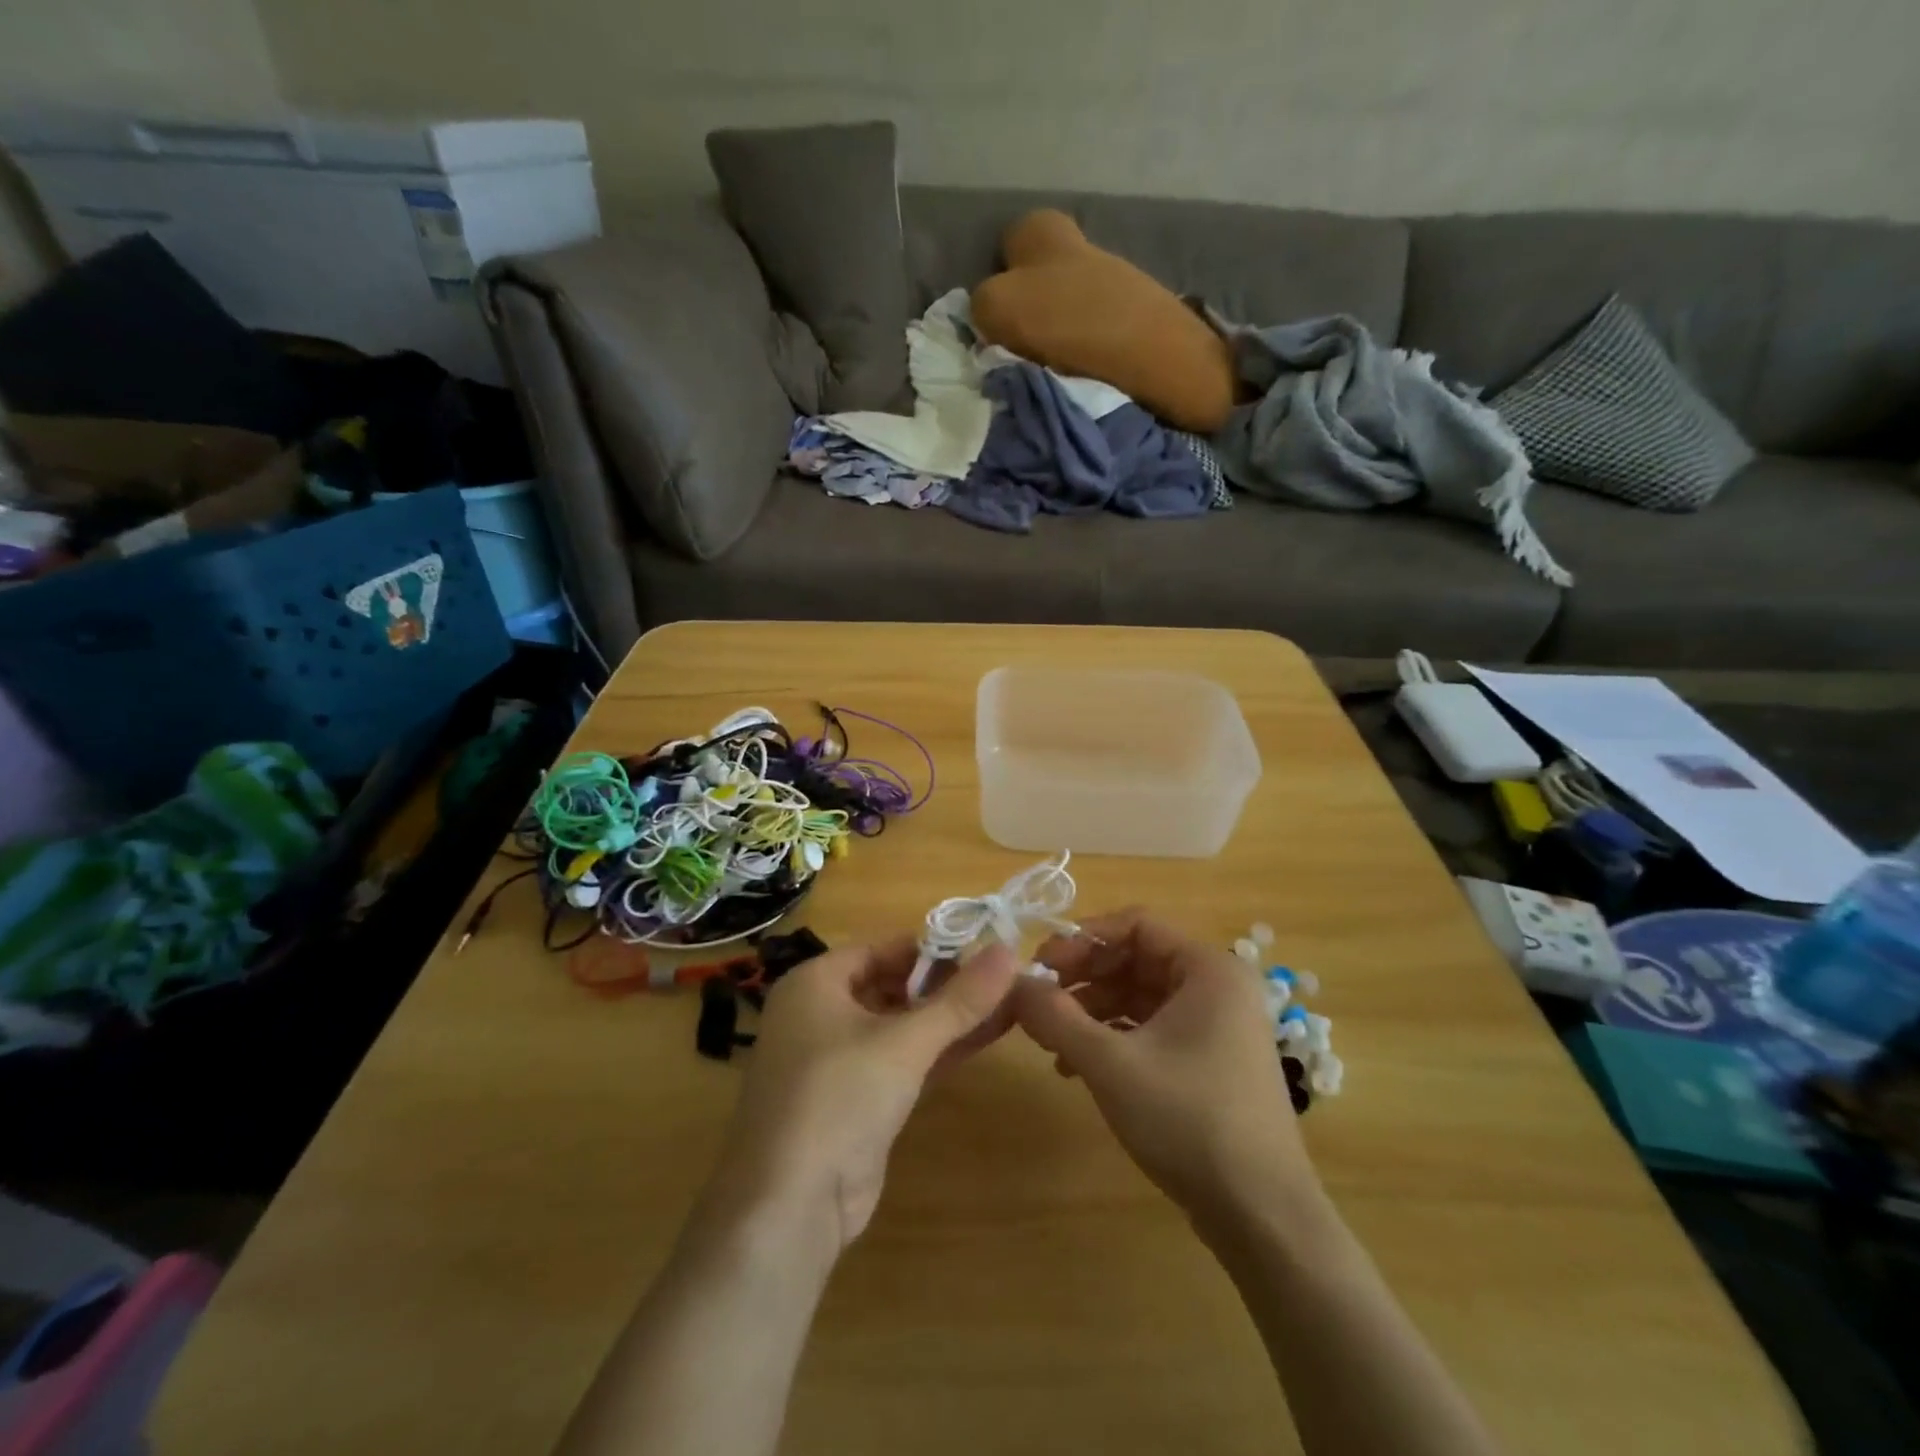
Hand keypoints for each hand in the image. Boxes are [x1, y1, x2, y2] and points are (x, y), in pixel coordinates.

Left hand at [706, 939, 1019, 1252]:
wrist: (788, 1209)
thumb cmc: (839, 1099)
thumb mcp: (905, 1043)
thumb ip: (960, 999)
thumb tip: (1010, 950)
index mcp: (815, 982)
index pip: (882, 948)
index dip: (932, 948)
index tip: (984, 951)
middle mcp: (818, 1013)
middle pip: (891, 984)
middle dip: (946, 985)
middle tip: (1002, 982)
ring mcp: (832, 1060)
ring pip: (898, 1025)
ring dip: (947, 1019)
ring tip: (1006, 1006)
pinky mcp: (850, 1100)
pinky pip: (897, 1060)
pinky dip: (934, 1051)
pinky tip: (981, 1041)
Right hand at [1014, 910, 1319, 1226]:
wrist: (1261, 1216)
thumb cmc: (1188, 1120)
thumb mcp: (1110, 1063)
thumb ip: (1055, 1016)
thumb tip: (1012, 984)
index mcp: (1208, 968)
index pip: (1136, 924)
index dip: (1083, 938)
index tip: (1041, 963)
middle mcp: (1217, 986)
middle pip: (1136, 959)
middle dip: (1084, 977)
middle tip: (1039, 1000)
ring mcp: (1217, 1025)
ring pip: (1140, 996)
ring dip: (1092, 1011)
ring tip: (1051, 1040)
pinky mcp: (1210, 1060)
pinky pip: (1152, 1028)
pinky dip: (1113, 1038)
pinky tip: (1076, 1067)